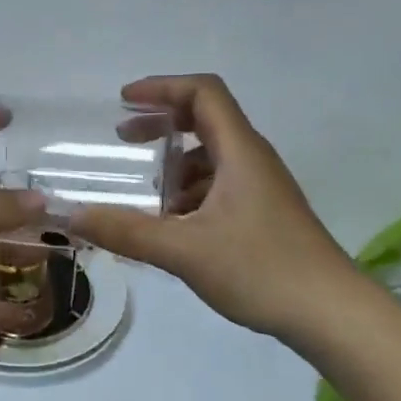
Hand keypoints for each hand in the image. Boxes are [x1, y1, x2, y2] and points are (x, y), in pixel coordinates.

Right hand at [71, 74, 362, 338]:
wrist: (330, 313)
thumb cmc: (260, 269)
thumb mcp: (184, 250)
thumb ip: (126, 231)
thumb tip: (71, 216)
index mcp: (239, 152)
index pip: (203, 93)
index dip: (162, 88)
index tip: (124, 101)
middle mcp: (252, 160)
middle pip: (206, 120)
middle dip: (161, 125)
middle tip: (123, 140)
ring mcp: (261, 188)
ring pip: (211, 159)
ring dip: (174, 167)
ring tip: (144, 198)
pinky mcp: (263, 214)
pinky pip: (219, 187)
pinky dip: (189, 194)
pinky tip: (172, 227)